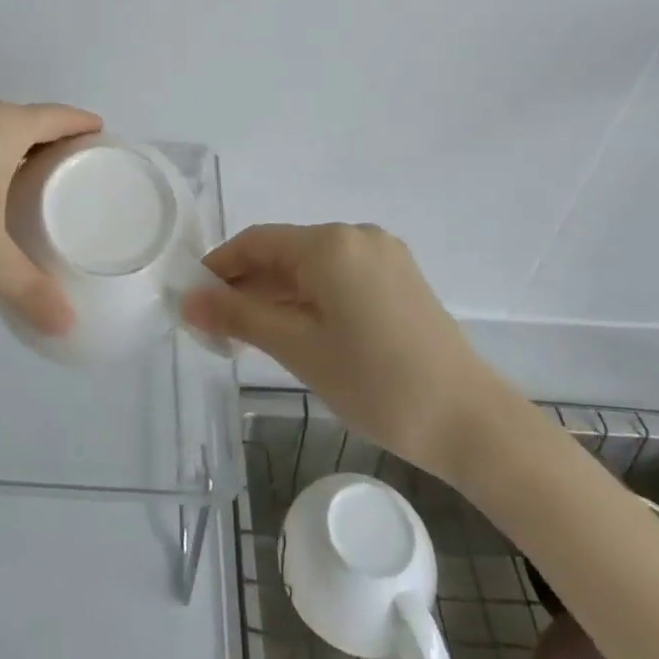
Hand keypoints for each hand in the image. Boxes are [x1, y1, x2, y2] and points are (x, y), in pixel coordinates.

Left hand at [0, 98, 101, 333]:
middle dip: (53, 139)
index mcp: (4, 125)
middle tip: (74, 169)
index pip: (59, 116)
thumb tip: (65, 326)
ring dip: (16, 146)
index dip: (83, 124)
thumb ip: (29, 287)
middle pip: (28, 118)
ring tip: (33, 179)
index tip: (103, 136)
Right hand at [184, 223, 509, 477]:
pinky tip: (298, 330)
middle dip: (248, 285)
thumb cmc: (376, 383)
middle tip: (219, 328)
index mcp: (330, 244)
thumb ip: (239, 317)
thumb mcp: (298, 348)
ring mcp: (384, 256)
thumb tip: (187, 301)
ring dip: (278, 294)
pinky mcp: (400, 279)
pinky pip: (340, 277)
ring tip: (252, 336)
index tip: (193, 300)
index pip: (256, 242)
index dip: (219, 267)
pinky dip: (311, 298)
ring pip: (312, 267)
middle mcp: (356, 236)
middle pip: (285, 252)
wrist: (472, 423)